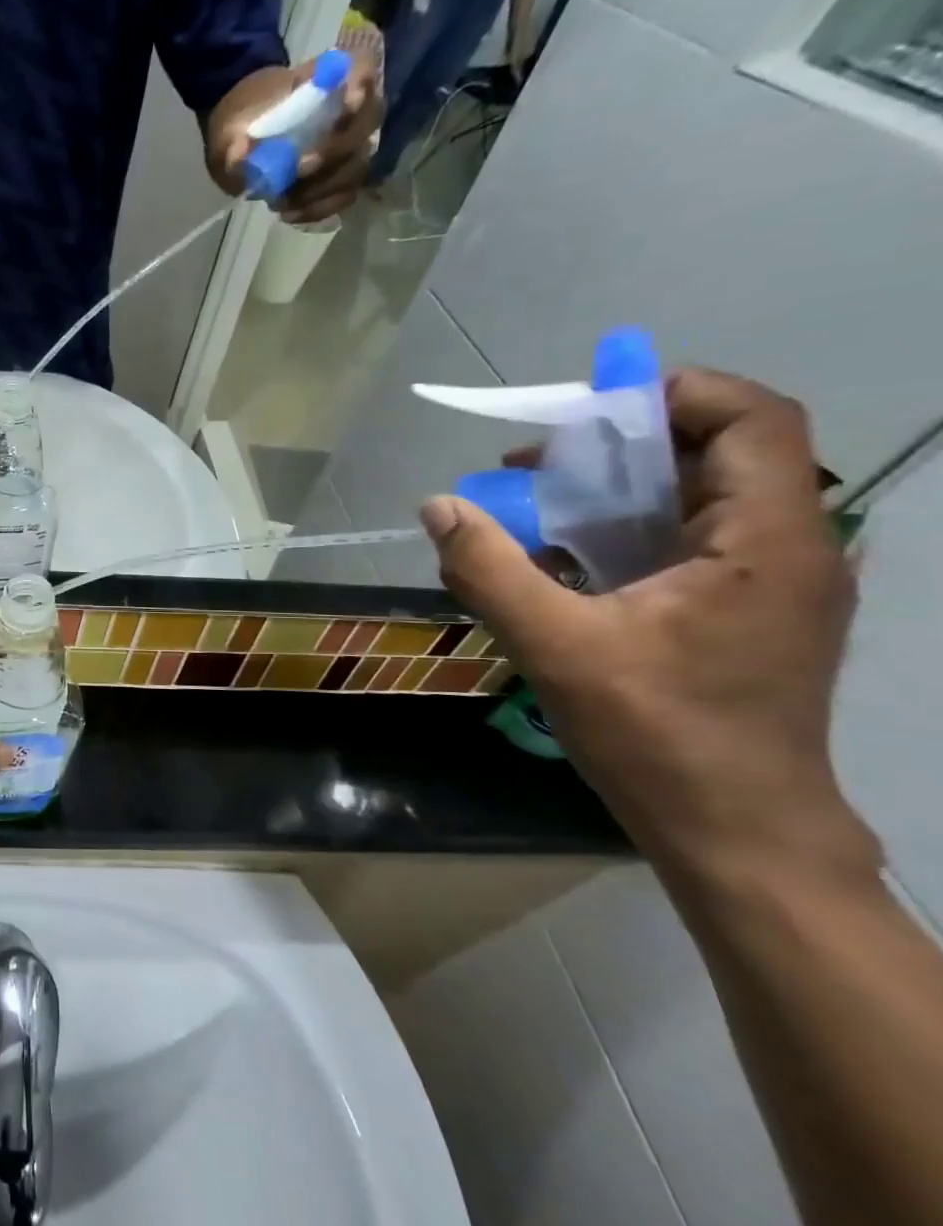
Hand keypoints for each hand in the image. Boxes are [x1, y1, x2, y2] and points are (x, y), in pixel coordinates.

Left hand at [207, 54, 383, 223]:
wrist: (240, 139)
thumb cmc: (242, 121)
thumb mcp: (229, 128)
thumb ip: (233, 141)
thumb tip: (240, 153)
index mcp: (325, 79)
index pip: (363, 68)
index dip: (362, 84)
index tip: (346, 106)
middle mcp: (348, 109)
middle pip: (366, 126)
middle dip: (334, 152)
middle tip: (298, 169)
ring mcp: (348, 144)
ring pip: (357, 166)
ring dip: (323, 188)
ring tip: (284, 200)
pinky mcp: (339, 176)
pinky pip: (344, 195)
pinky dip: (318, 208)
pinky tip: (289, 213)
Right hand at [419, 369, 878, 884]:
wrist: (735, 831)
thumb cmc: (658, 734)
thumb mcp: (556, 646)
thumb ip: (490, 569)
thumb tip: (437, 506)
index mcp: (767, 542)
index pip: (754, 419)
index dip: (675, 393)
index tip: (585, 415)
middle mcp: (789, 549)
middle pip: (721, 454)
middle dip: (623, 446)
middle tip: (537, 466)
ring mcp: (773, 585)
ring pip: (701, 500)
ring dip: (618, 490)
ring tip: (538, 508)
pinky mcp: (749, 614)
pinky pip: (691, 543)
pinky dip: (627, 532)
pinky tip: (566, 561)